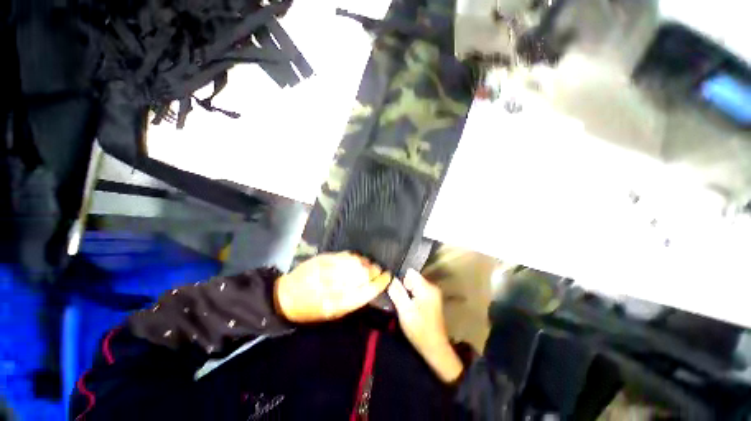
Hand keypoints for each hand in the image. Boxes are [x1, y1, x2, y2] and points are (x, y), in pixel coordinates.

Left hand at [275, 252, 390, 322]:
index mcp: (340, 304)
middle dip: (375, 270)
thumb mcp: (333, 314)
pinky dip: (355, 256)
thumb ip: (353, 300)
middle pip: (364, 274)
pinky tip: (358, 258)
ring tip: (370, 263)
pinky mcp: (324, 259)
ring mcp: (330, 269)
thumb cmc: (311, 310)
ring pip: (356, 263)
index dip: (381, 282)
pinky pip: (346, 255)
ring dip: (366, 262)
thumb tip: (371, 287)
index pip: (368, 290)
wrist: (286, 296)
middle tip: (379, 269)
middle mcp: (336, 285)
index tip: (388, 276)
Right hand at [388, 269, 463, 383]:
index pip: (410, 272)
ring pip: (414, 285)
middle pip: (412, 278)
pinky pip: (418, 291)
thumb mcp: (404, 310)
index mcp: (426, 287)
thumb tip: (391, 279)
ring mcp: (433, 294)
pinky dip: (412, 297)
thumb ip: (397, 292)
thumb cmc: (419, 329)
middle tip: (399, 300)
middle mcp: (432, 287)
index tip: (396, 291)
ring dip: (407, 292)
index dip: (401, 279)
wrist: (435, 348)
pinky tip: (410, 308)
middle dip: (404, 286)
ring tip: (403, 305)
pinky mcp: (432, 300)